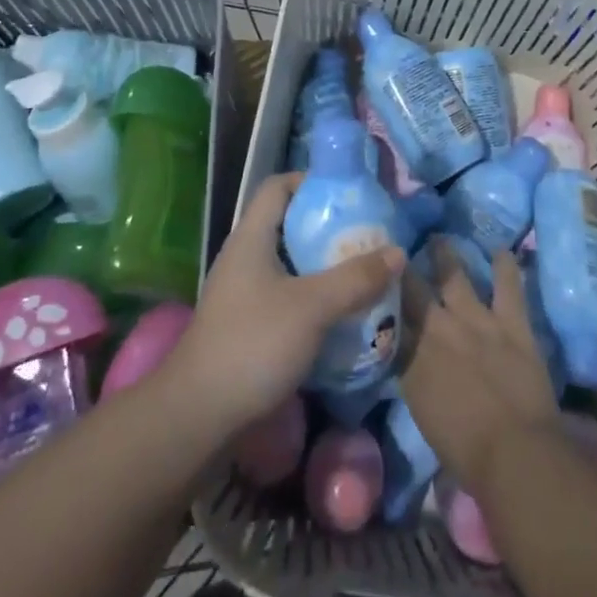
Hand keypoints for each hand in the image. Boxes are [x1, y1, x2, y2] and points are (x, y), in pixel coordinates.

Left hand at [168, 173, 404, 438]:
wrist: (199, 415)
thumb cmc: (253, 344)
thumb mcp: (312, 306)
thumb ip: (355, 278)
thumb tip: (397, 251)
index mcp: (251, 237)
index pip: (278, 186)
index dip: (312, 181)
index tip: (350, 195)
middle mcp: (245, 258)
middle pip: (289, 225)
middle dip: (329, 229)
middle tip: (368, 238)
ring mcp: (245, 294)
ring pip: (291, 265)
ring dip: (325, 268)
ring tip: (364, 276)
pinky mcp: (249, 326)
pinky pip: (288, 298)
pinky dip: (315, 299)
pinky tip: (343, 316)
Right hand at [400, 239, 560, 496]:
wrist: (515, 452)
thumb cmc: (464, 448)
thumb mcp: (420, 409)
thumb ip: (410, 374)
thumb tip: (403, 355)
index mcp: (411, 355)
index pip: (389, 316)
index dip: (380, 295)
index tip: (373, 277)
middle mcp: (437, 327)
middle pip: (413, 288)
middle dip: (402, 267)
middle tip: (397, 249)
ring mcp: (476, 320)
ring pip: (455, 275)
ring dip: (446, 255)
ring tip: (439, 238)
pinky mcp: (511, 322)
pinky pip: (508, 286)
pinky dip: (505, 267)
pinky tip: (501, 250)